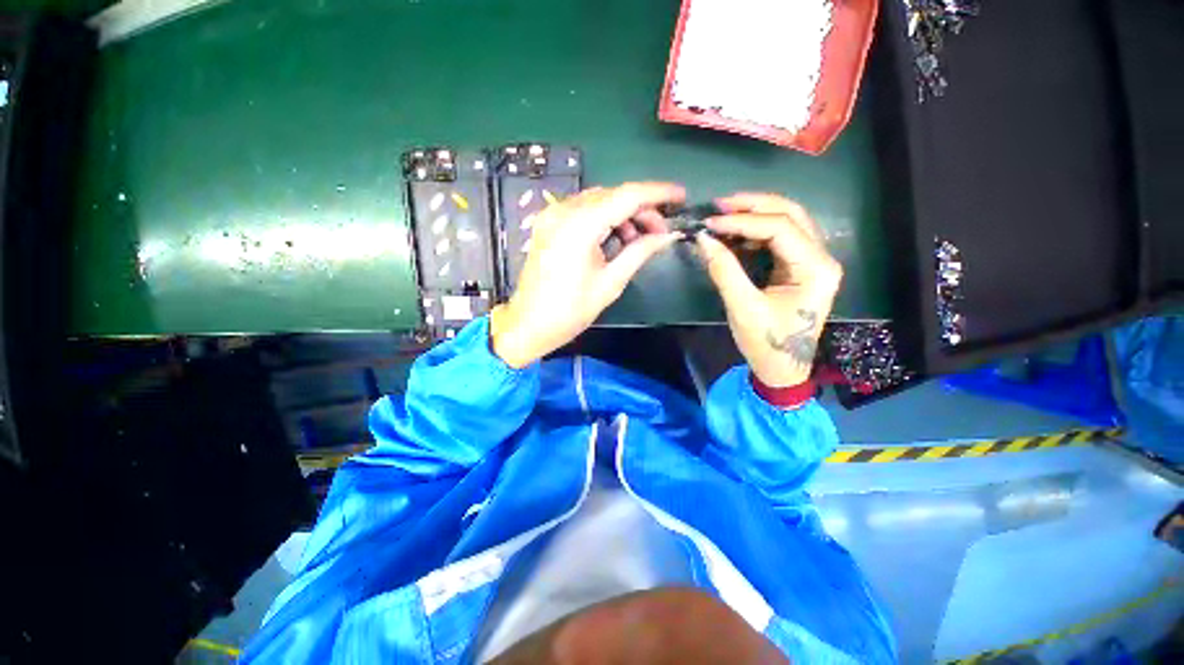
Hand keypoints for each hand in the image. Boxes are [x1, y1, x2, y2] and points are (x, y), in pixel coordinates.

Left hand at [490, 183, 684, 367]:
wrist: (529, 324)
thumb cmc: (571, 310)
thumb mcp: (611, 282)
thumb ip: (640, 252)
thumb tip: (668, 235)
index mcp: (579, 226)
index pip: (627, 196)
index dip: (658, 193)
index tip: (681, 197)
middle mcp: (563, 211)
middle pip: (613, 195)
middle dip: (642, 208)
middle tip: (661, 231)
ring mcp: (552, 215)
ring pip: (599, 201)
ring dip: (624, 214)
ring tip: (639, 239)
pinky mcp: (548, 223)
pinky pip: (584, 211)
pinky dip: (604, 219)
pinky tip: (617, 237)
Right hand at [695, 194, 842, 387]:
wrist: (782, 368)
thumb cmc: (766, 343)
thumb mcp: (742, 307)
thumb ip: (724, 270)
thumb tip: (703, 239)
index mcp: (815, 269)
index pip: (780, 228)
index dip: (742, 221)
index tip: (710, 223)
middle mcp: (821, 257)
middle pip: (791, 214)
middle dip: (753, 205)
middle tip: (719, 205)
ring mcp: (812, 261)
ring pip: (788, 221)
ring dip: (755, 213)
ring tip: (725, 214)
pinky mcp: (799, 267)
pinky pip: (780, 237)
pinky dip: (756, 230)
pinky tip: (736, 233)